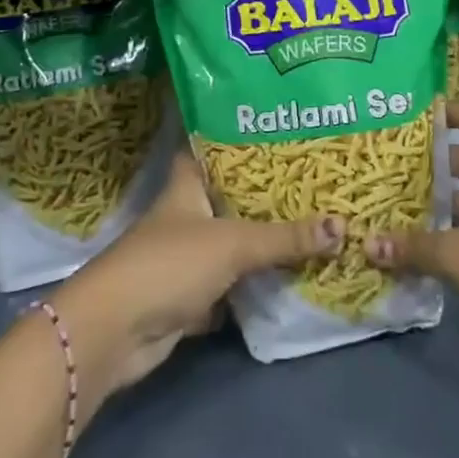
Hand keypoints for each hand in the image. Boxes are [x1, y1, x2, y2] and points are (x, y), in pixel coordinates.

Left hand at [60, 151, 342, 398]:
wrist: (116, 332)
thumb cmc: (169, 264)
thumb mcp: (233, 244)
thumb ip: (285, 238)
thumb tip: (342, 227)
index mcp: (186, 187)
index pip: (207, 148)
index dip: (233, 136)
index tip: (270, 125)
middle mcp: (184, 217)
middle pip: (227, 198)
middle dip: (262, 193)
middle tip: (309, 179)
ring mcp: (184, 259)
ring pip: (230, 243)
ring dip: (260, 242)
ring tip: (309, 223)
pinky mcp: (187, 298)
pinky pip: (228, 286)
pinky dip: (251, 286)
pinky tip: (287, 278)